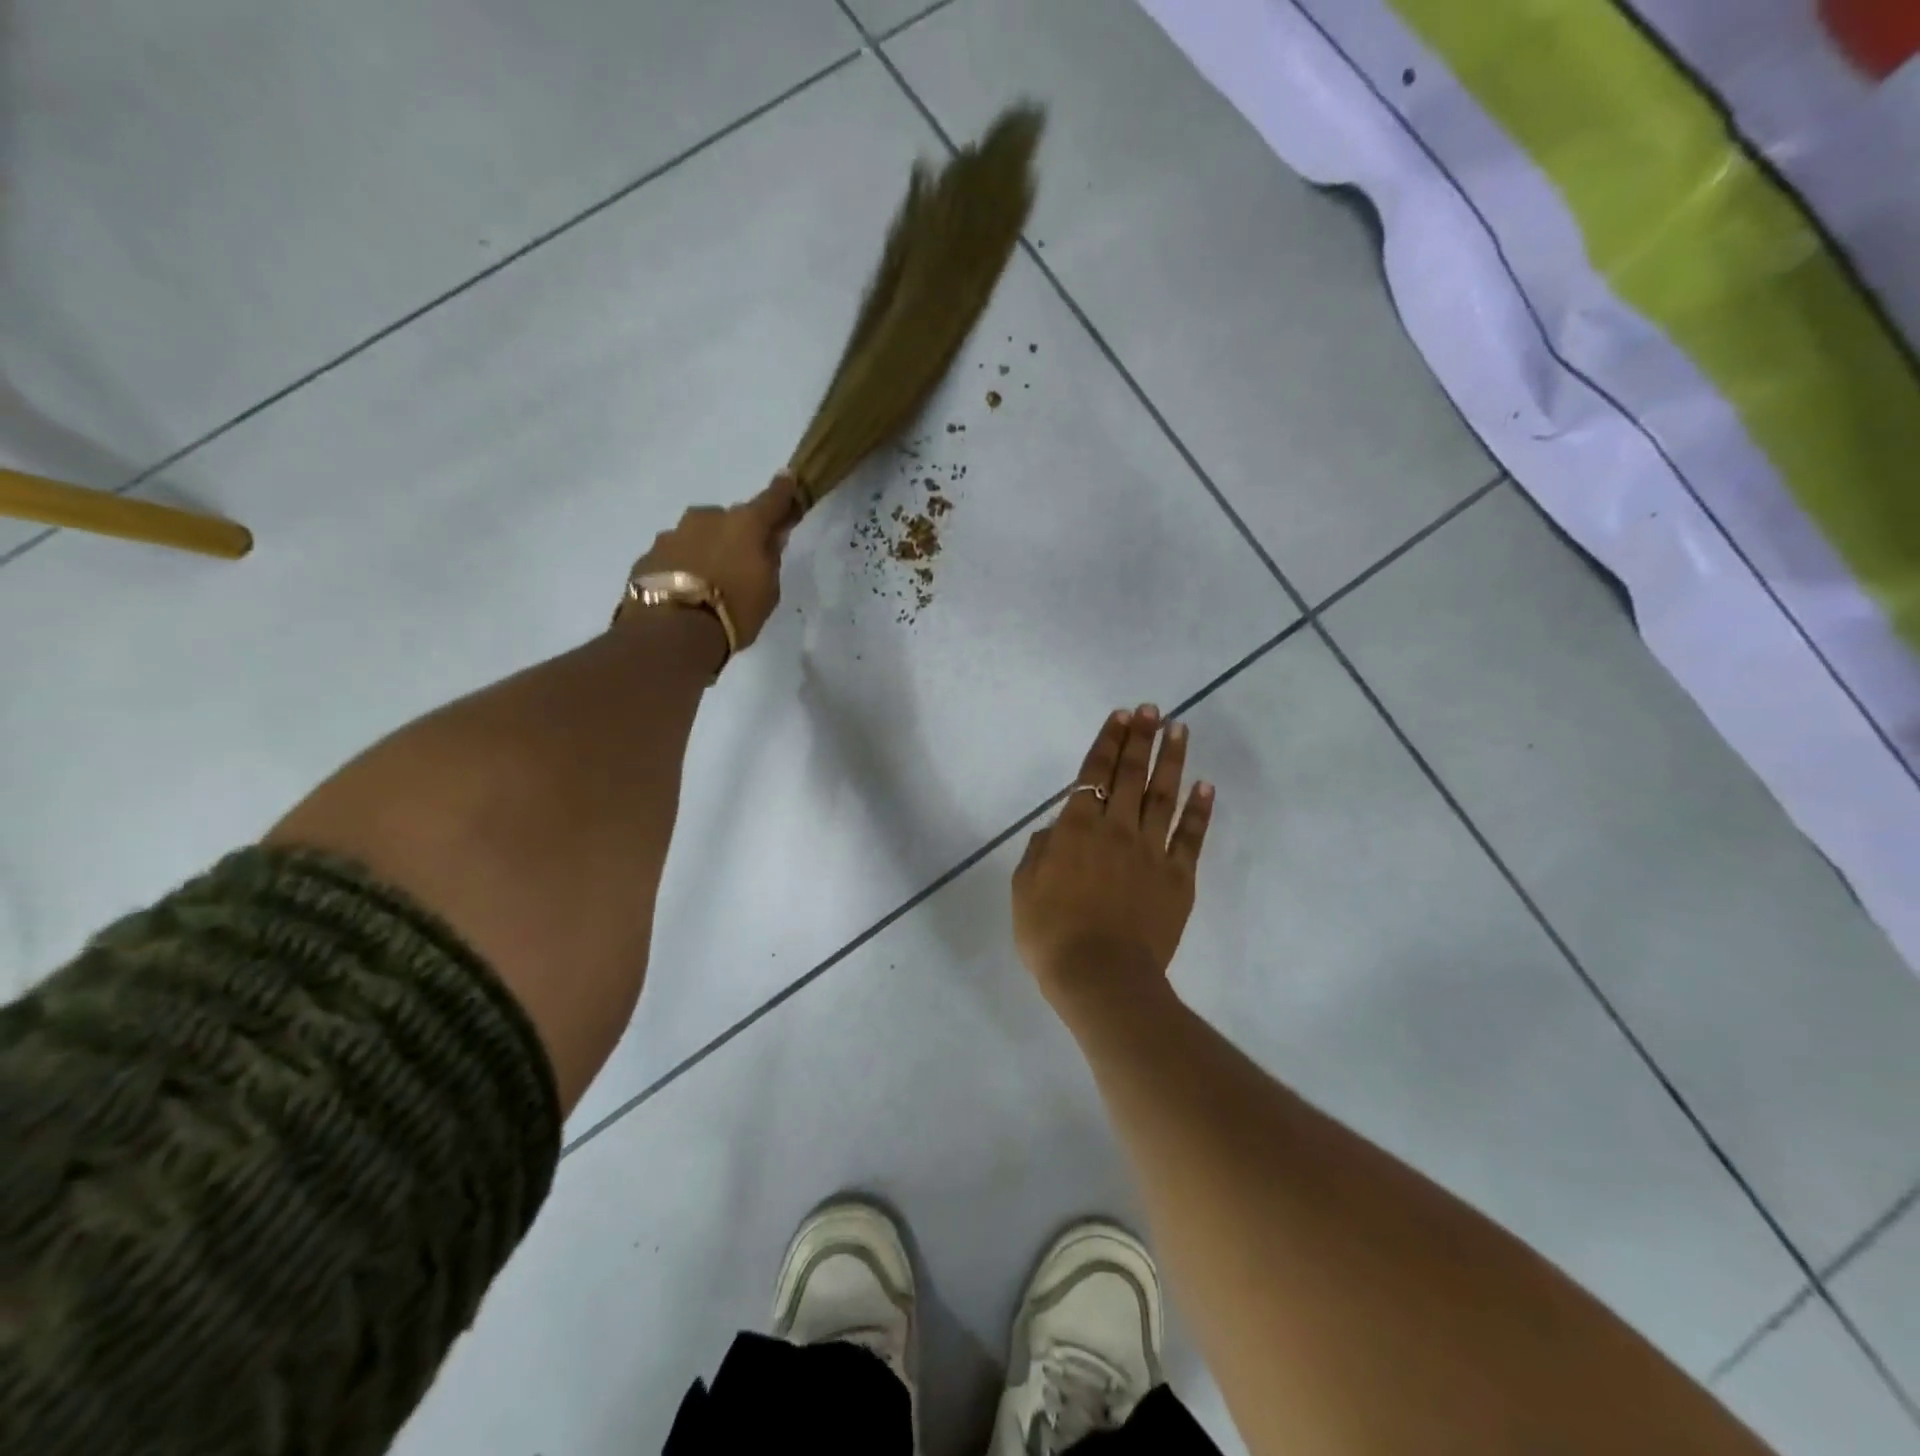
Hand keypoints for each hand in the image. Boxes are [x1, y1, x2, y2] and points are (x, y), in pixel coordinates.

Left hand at [628, 474, 799, 649]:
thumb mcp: (768, 591)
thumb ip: (769, 559)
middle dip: (735, 536)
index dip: (783, 491)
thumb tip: (770, 538)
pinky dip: (682, 568)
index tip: (788, 478)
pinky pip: (673, 557)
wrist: (672, 633)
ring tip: (707, 585)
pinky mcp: (648, 556)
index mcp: (744, 524)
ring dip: (705, 551)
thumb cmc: (734, 611)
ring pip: (696, 536)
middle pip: (728, 520)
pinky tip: (684, 593)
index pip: (771, 500)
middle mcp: (706, 519)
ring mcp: (672, 535)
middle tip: (740, 564)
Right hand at [1012, 705, 1214, 1012]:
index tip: (1121, 716)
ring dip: (1172, 761)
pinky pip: (1190, 837)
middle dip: (1141, 739)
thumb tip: (1057, 829)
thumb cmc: (1051, 934)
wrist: (1100, 977)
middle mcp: (1117, 830)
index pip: (1094, 773)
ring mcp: (1151, 852)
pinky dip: (1199, 810)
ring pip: (1164, 796)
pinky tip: (1205, 786)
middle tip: (1153, 710)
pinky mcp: (1178, 878)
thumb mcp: (1025, 889)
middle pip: (1131, 775)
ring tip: (1179, 730)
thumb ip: (1040, 851)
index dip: (1108, 742)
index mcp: (1076, 829)